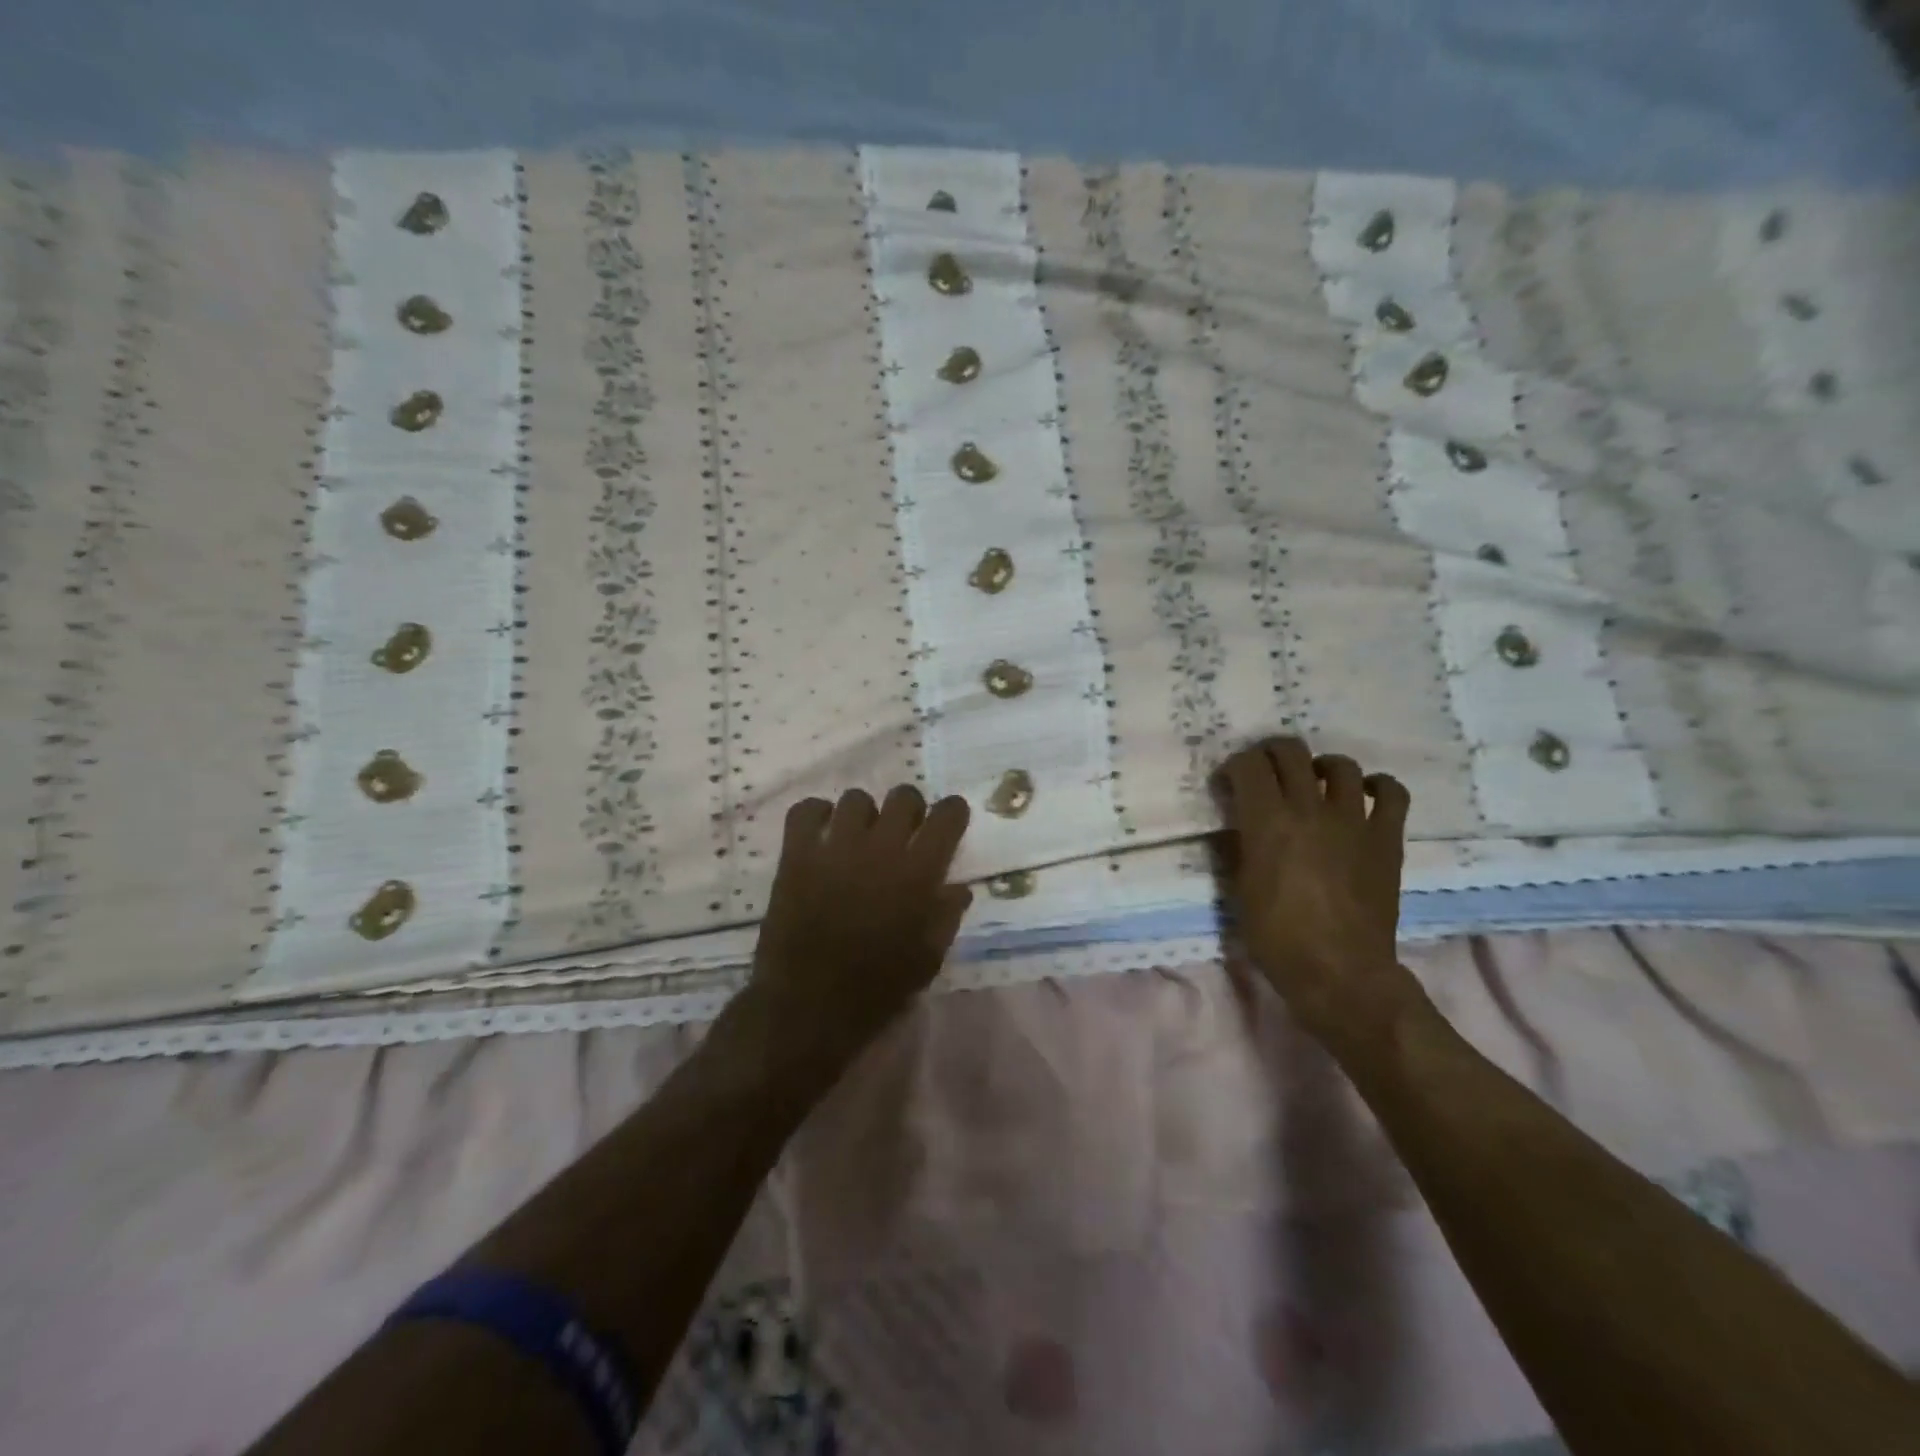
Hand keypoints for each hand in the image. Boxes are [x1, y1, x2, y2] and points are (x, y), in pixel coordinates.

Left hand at [748, 786, 972, 1061]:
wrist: (808, 1008)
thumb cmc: (877, 989)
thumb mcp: (928, 959)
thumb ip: (946, 916)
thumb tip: (959, 887)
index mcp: (919, 874)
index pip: (948, 815)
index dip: (952, 812)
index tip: (948, 822)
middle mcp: (881, 849)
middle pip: (904, 796)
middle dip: (909, 809)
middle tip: (903, 833)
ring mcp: (836, 848)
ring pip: (856, 798)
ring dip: (864, 815)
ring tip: (859, 838)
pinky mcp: (797, 855)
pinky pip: (806, 810)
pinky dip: (816, 814)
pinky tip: (822, 833)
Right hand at [1216, 737, 1425, 1053]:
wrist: (1340, 973)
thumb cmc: (1277, 937)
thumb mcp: (1240, 888)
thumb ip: (1239, 846)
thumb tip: (1238, 823)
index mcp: (1267, 821)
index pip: (1248, 765)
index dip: (1235, 766)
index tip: (1230, 783)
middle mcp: (1310, 809)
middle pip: (1291, 752)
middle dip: (1271, 753)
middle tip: (1264, 772)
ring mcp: (1353, 821)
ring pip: (1341, 765)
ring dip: (1320, 767)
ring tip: (1313, 782)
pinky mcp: (1386, 838)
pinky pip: (1392, 794)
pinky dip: (1378, 786)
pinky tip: (1365, 795)